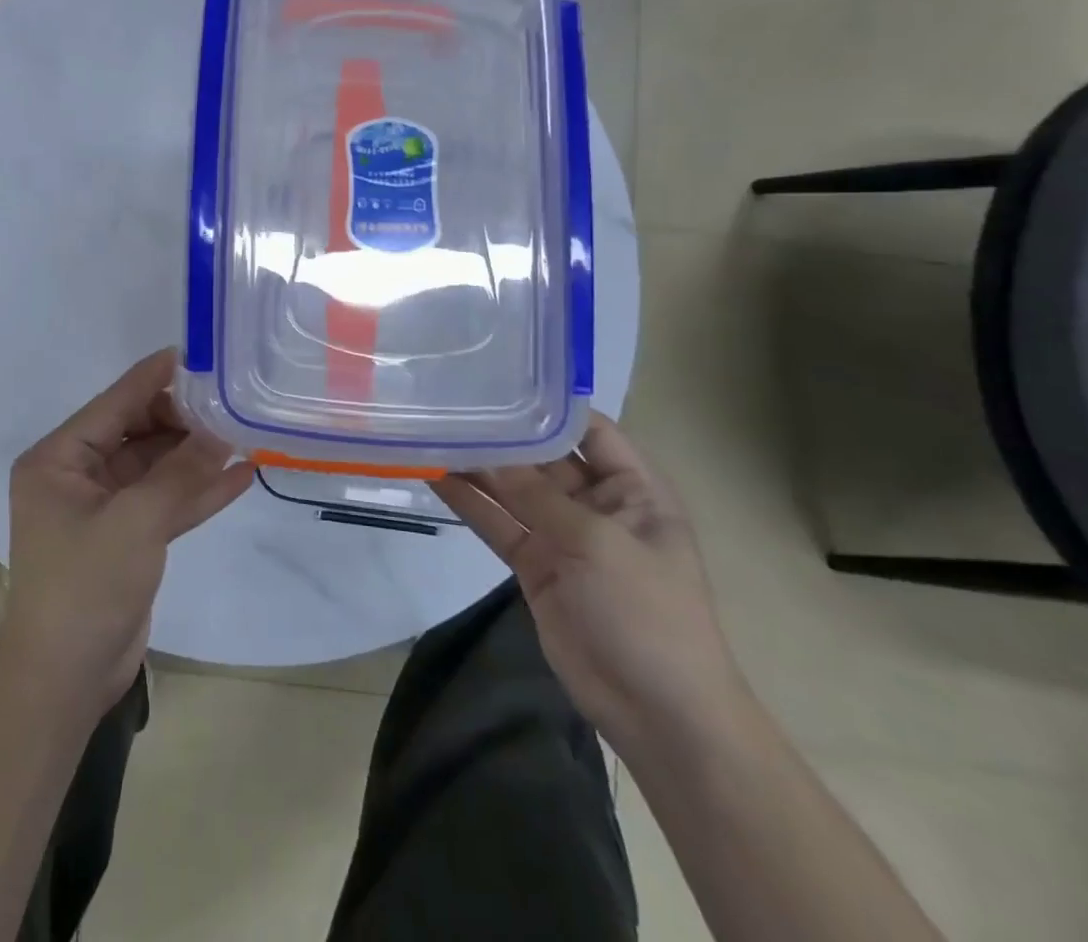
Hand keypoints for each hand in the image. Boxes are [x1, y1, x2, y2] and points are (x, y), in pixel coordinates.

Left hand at [0, 348, 254, 711]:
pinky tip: (241, 474)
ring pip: (156, 465)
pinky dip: (198, 490)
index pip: (114, 403)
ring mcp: (105, 505)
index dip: (154, 378)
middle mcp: (78, 474)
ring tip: (244, 432)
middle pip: (138, 430)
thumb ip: (180, 474)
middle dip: (183, 419)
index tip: (196, 355)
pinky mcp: (128, 535)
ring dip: (196, 454)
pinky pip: (165, 500)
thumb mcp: (134, 524)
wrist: (67, 681)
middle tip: (232, 402)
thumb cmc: (84, 589)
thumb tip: (222, 432)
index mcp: (59, 459)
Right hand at [432, 414, 749, 753]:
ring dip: (476, 465)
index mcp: (633, 489)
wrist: (657, 713)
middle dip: (500, 433)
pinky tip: (433, 474)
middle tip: (448, 400)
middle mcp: (595, 503)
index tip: (498, 374)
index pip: (589, 428)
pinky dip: (467, 502)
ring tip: (430, 430)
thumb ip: (535, 495)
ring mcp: (561, 534)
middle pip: (541, 456)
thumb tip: (484, 451)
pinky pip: (496, 523)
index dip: (548, 402)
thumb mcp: (595, 544)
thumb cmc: (647, 613)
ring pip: (512, 489)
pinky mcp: (533, 564)